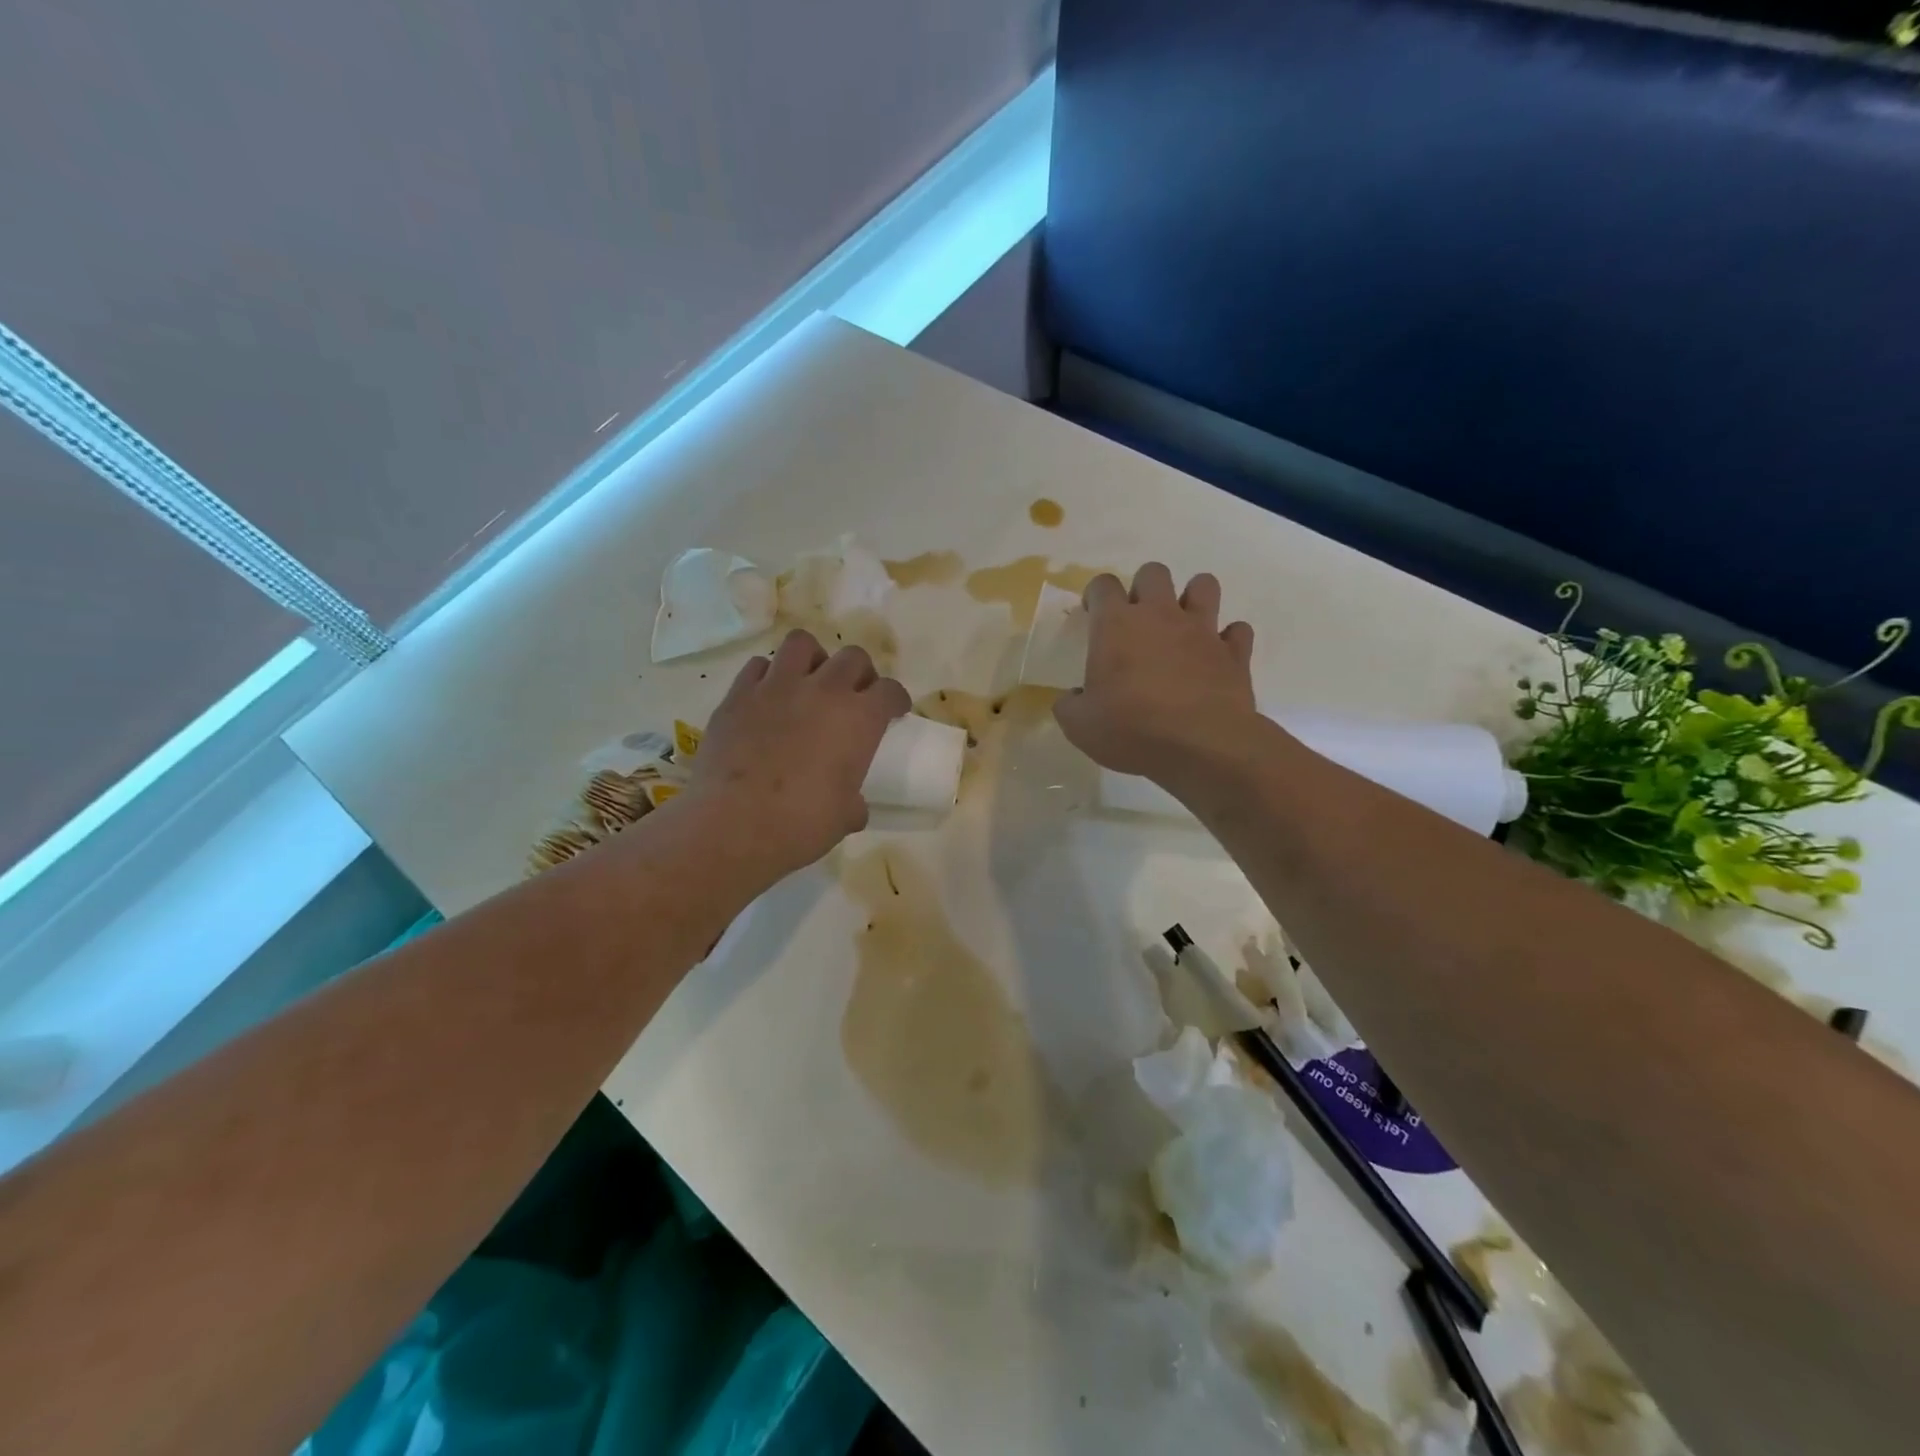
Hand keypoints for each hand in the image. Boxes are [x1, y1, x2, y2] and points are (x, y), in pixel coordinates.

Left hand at [686, 630, 910, 877]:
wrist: (733, 823)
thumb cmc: (800, 824)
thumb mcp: (844, 818)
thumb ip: (854, 804)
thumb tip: (853, 807)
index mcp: (859, 719)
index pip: (890, 691)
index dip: (895, 699)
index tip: (894, 710)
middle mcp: (823, 691)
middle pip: (853, 657)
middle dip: (860, 672)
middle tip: (854, 695)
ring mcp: (777, 687)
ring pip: (802, 643)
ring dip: (813, 658)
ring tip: (810, 681)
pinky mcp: (738, 694)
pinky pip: (758, 666)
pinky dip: (768, 675)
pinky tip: (768, 696)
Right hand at [1053, 563, 1258, 778]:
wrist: (1202, 745)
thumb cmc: (1131, 729)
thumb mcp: (1079, 725)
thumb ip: (1070, 705)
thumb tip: (1073, 698)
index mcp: (1116, 625)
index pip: (1102, 585)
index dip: (1096, 595)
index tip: (1092, 615)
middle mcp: (1160, 615)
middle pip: (1153, 573)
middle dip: (1144, 588)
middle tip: (1137, 620)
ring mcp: (1202, 630)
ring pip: (1204, 585)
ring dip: (1193, 598)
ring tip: (1182, 625)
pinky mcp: (1234, 653)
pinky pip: (1237, 631)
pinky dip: (1228, 639)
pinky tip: (1217, 657)